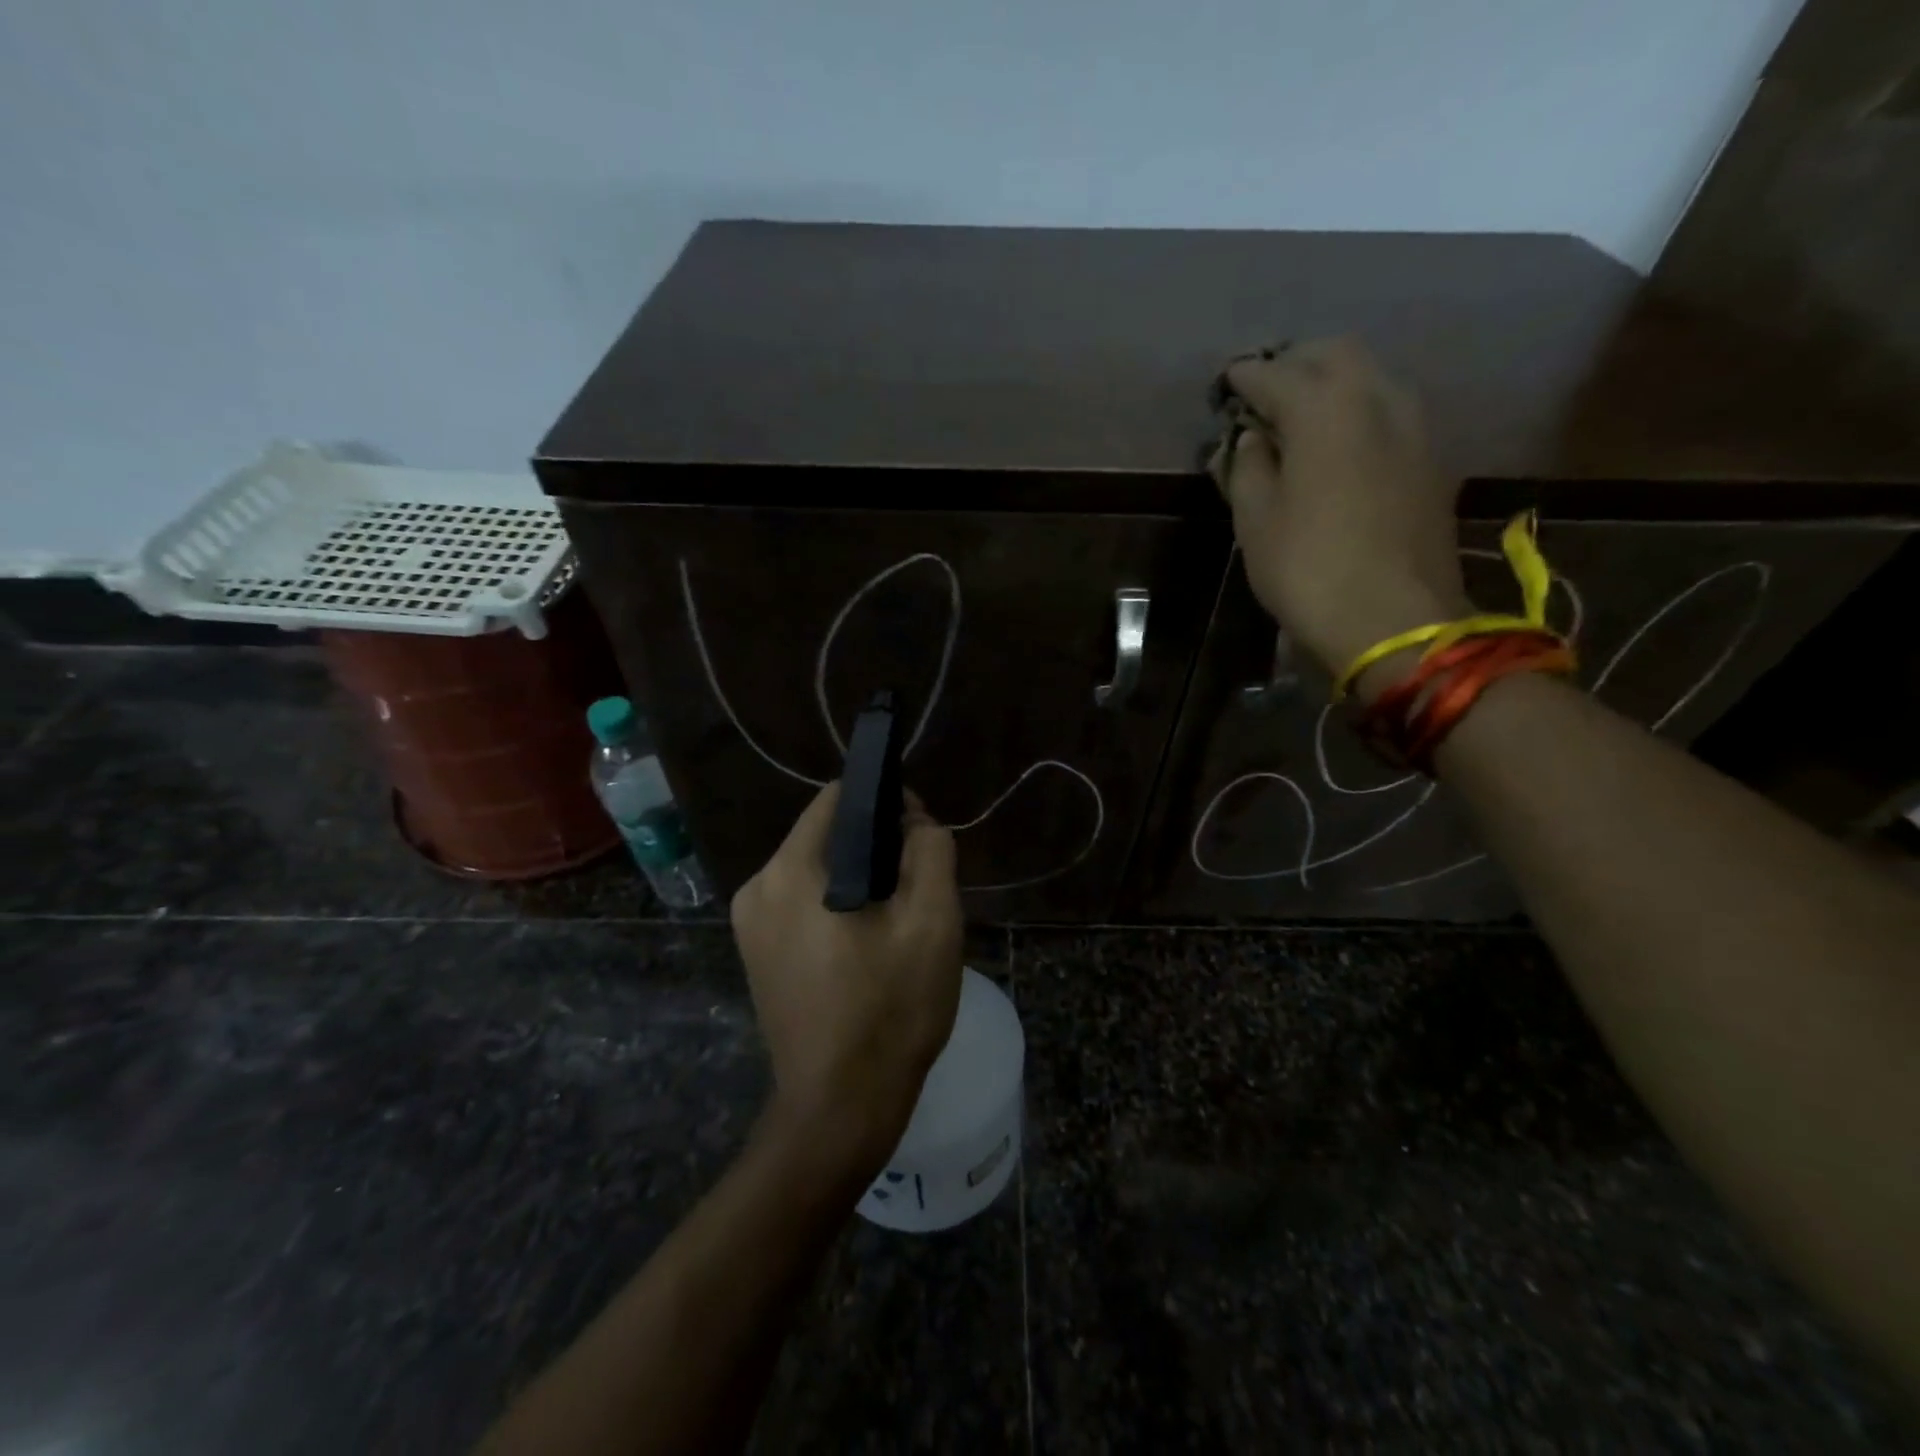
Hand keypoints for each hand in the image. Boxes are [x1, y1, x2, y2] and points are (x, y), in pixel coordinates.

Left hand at [730, 782, 964, 1175]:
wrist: (840, 1109)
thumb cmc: (889, 1011)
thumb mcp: (931, 921)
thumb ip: (930, 850)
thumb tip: (915, 823)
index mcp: (790, 871)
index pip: (838, 799)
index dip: (887, 803)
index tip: (922, 833)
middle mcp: (758, 888)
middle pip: (826, 835)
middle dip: (877, 846)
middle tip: (919, 885)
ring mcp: (750, 925)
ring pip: (818, 871)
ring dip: (862, 878)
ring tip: (900, 918)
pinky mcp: (757, 955)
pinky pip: (804, 904)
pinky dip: (839, 906)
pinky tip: (870, 943)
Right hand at [1210, 337, 1470, 680]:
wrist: (1394, 619)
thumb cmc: (1308, 568)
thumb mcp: (1255, 520)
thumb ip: (1247, 466)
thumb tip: (1251, 438)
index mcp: (1325, 408)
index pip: (1275, 373)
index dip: (1244, 377)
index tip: (1226, 382)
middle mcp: (1377, 398)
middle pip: (1334, 354)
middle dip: (1295, 363)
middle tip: (1264, 390)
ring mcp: (1415, 424)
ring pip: (1370, 376)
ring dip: (1331, 382)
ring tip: (1300, 412)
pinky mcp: (1432, 456)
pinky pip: (1389, 409)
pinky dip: (1358, 409)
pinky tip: (1338, 440)